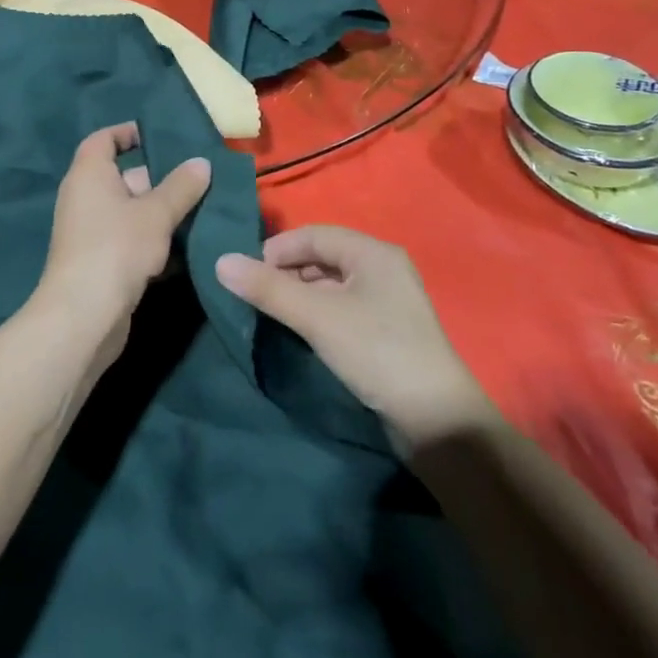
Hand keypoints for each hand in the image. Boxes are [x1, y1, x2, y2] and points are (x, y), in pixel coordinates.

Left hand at [29, 124, 210, 376]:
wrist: (84, 317)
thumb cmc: (116, 248)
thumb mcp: (156, 213)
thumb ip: (181, 186)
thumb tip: (202, 162)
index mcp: (90, 173)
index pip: (105, 139)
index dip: (130, 133)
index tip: (162, 135)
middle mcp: (86, 197)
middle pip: (126, 177)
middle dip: (162, 178)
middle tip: (202, 178)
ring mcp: (92, 232)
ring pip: (133, 212)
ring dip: (164, 214)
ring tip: (205, 210)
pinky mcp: (102, 262)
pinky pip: (132, 240)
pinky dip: (156, 242)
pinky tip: (189, 249)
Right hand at [215, 225, 492, 453]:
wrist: (437, 422)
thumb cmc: (376, 352)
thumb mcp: (317, 317)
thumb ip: (269, 289)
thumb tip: (220, 262)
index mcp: (373, 253)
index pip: (314, 234)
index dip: (278, 249)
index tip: (248, 274)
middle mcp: (383, 268)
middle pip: (322, 257)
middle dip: (287, 272)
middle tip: (258, 296)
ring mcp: (388, 301)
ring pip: (331, 284)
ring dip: (300, 294)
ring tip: (274, 314)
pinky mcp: (387, 331)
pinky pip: (343, 307)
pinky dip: (318, 312)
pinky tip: (302, 331)